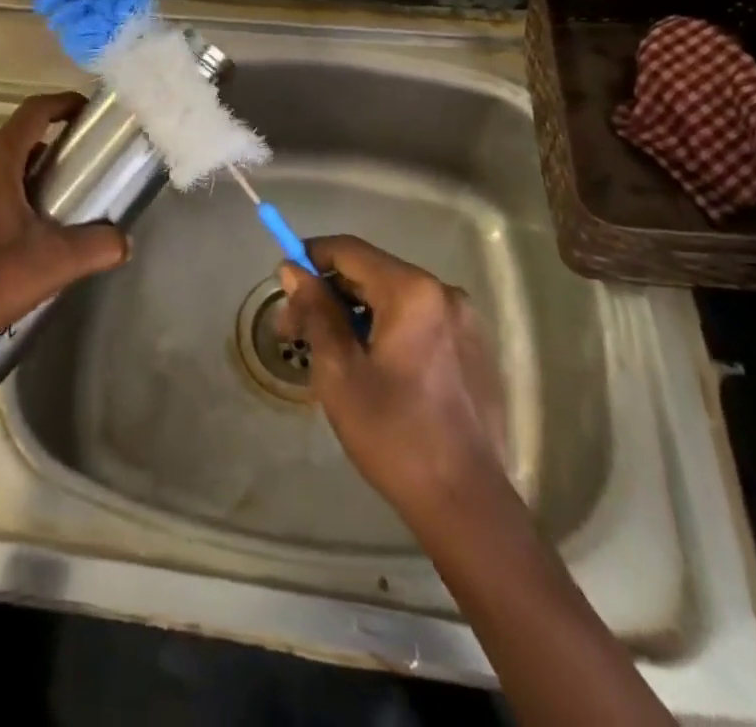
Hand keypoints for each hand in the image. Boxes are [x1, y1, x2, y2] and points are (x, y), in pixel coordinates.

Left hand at [0, 92, 128, 348]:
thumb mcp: (53, 264)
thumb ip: (97, 247)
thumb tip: (124, 242)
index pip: (34, 111)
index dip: (63, 104)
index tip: (85, 112)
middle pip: (13, 140)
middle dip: (45, 151)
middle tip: (72, 176)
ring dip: (17, 177)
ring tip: (40, 210)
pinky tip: (1, 237)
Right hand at [278, 235, 515, 528]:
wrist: (467, 505)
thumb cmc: (395, 434)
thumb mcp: (339, 371)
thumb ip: (316, 311)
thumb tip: (293, 270)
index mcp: (412, 291)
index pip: (349, 251)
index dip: (310, 258)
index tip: (283, 286)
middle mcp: (443, 292)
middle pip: (372, 274)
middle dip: (329, 295)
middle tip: (294, 333)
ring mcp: (464, 321)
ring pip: (394, 299)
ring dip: (355, 315)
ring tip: (328, 355)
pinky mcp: (473, 349)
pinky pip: (418, 322)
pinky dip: (386, 330)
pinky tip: (370, 369)